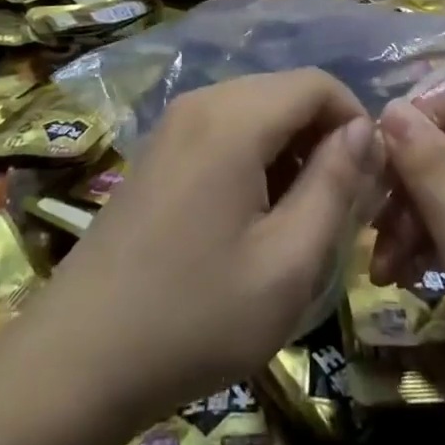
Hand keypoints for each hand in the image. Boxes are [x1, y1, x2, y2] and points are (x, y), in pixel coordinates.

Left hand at [20, 69, 375, 435]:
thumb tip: (364, 129)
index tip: (369, 181)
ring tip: (299, 218)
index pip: (318, 83)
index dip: (356, 121)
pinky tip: (252, 216)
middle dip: (324, 138)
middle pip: (287, 92)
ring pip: (258, 110)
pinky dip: (257, 157)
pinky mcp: (159, 149)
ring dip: (292, 150)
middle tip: (339, 206)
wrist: (76, 361)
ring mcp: (174, 123)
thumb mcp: (288, 262)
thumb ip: (335, 185)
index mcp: (235, 117)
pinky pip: (226, 129)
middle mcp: (203, 101)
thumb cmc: (194, 317)